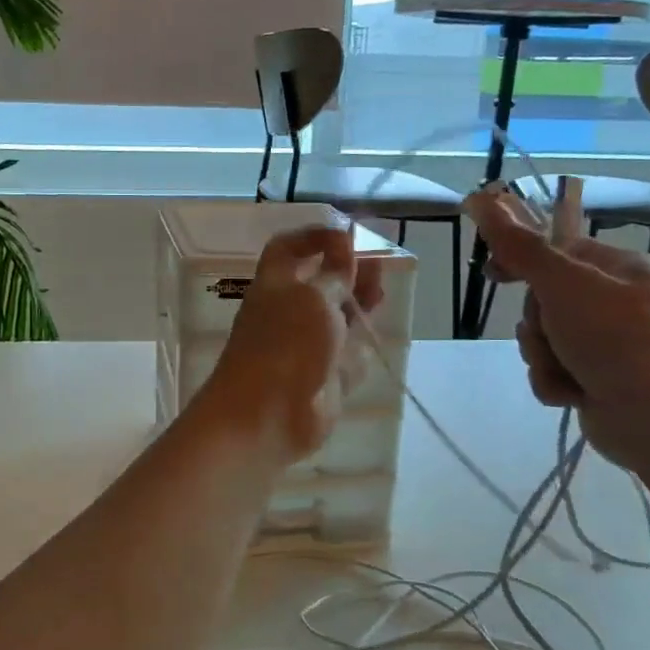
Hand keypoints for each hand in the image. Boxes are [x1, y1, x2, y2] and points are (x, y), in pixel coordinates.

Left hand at [199, 224, 384, 462]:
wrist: (268, 416)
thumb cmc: (286, 345)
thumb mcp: (314, 297)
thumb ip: (334, 273)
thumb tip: (343, 242)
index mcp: (276, 285)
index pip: (290, 248)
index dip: (316, 237)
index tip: (349, 234)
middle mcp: (289, 312)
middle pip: (321, 283)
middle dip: (348, 272)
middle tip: (379, 265)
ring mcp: (307, 346)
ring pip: (338, 319)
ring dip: (360, 305)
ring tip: (382, 293)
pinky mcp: (324, 378)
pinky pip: (347, 357)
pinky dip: (359, 348)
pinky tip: (374, 338)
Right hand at [463, 186, 649, 473]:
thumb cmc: (617, 336)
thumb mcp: (563, 283)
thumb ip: (519, 246)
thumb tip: (481, 197)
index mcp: (618, 269)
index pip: (556, 250)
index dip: (520, 260)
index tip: (492, 272)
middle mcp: (615, 303)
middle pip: (543, 301)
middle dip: (536, 322)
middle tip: (548, 331)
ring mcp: (608, 345)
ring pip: (543, 340)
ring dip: (543, 356)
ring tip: (567, 370)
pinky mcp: (598, 382)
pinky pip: (553, 372)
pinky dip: (555, 383)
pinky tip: (573, 394)